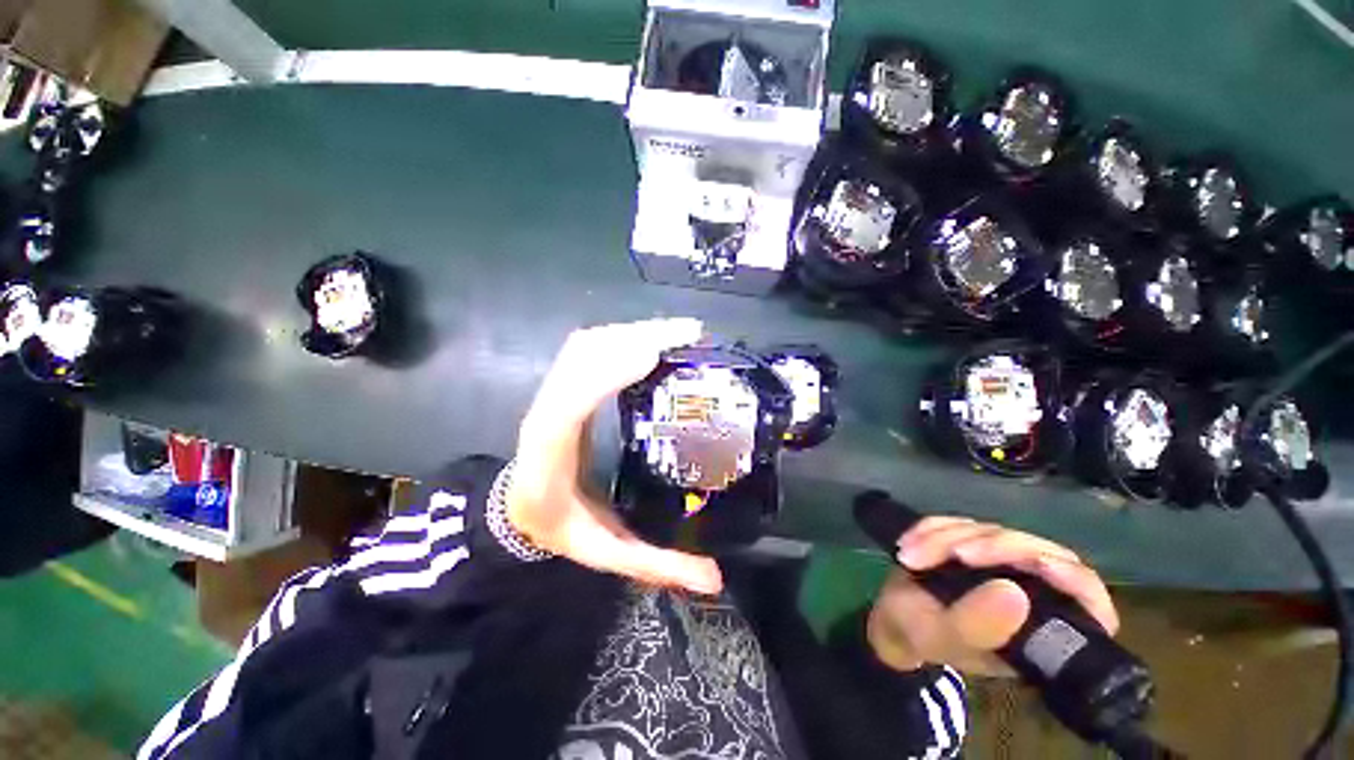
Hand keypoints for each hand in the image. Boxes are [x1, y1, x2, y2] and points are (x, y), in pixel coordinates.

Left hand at [506, 319, 723, 594]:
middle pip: (580, 357)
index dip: (607, 372)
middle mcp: (546, 413)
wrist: (519, 511)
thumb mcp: (606, 552)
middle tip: (691, 337)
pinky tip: (655, 343)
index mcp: (550, 450)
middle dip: (634, 336)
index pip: (571, 401)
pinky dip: (620, 338)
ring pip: (584, 347)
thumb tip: (714, 579)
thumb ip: (656, 564)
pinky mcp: (562, 388)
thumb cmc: (557, 527)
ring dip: (630, 332)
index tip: (656, 355)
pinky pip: (586, 351)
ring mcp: (551, 395)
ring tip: (681, 335)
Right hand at [867, 516, 1118, 676]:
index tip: (1044, 567)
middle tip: (953, 554)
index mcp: (1040, 626)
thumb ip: (971, 626)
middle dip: (997, 548)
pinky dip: (946, 528)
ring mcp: (1019, 567)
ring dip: (960, 537)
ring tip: (914, 555)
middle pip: (1045, 556)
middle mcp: (1040, 593)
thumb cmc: (919, 638)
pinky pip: (984, 524)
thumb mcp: (936, 639)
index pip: (1084, 600)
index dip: (1076, 583)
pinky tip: (914, 542)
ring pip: (1009, 535)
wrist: (892, 622)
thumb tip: (1015, 596)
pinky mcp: (998, 547)